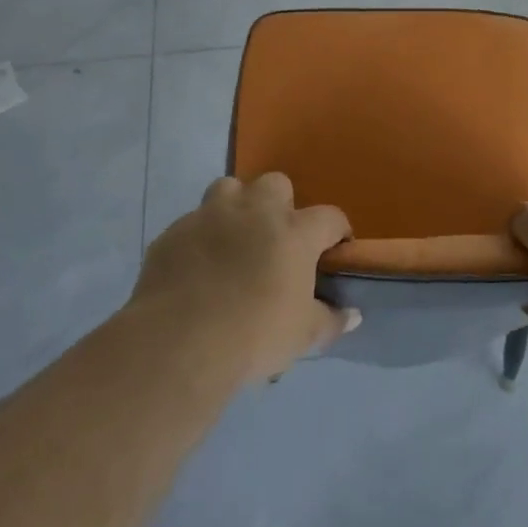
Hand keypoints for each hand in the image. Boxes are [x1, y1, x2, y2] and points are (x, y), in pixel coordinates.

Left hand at [130, 174, 358, 383]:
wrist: (179, 342)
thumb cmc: (254, 335)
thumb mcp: (303, 336)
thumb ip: (331, 320)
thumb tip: (353, 316)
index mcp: (294, 232)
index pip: (330, 217)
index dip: (337, 232)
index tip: (335, 250)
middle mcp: (255, 211)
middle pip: (276, 184)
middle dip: (280, 204)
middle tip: (277, 240)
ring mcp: (210, 216)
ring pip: (228, 188)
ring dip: (237, 207)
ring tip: (235, 240)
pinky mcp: (174, 232)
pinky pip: (193, 222)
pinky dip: (201, 237)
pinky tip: (198, 266)